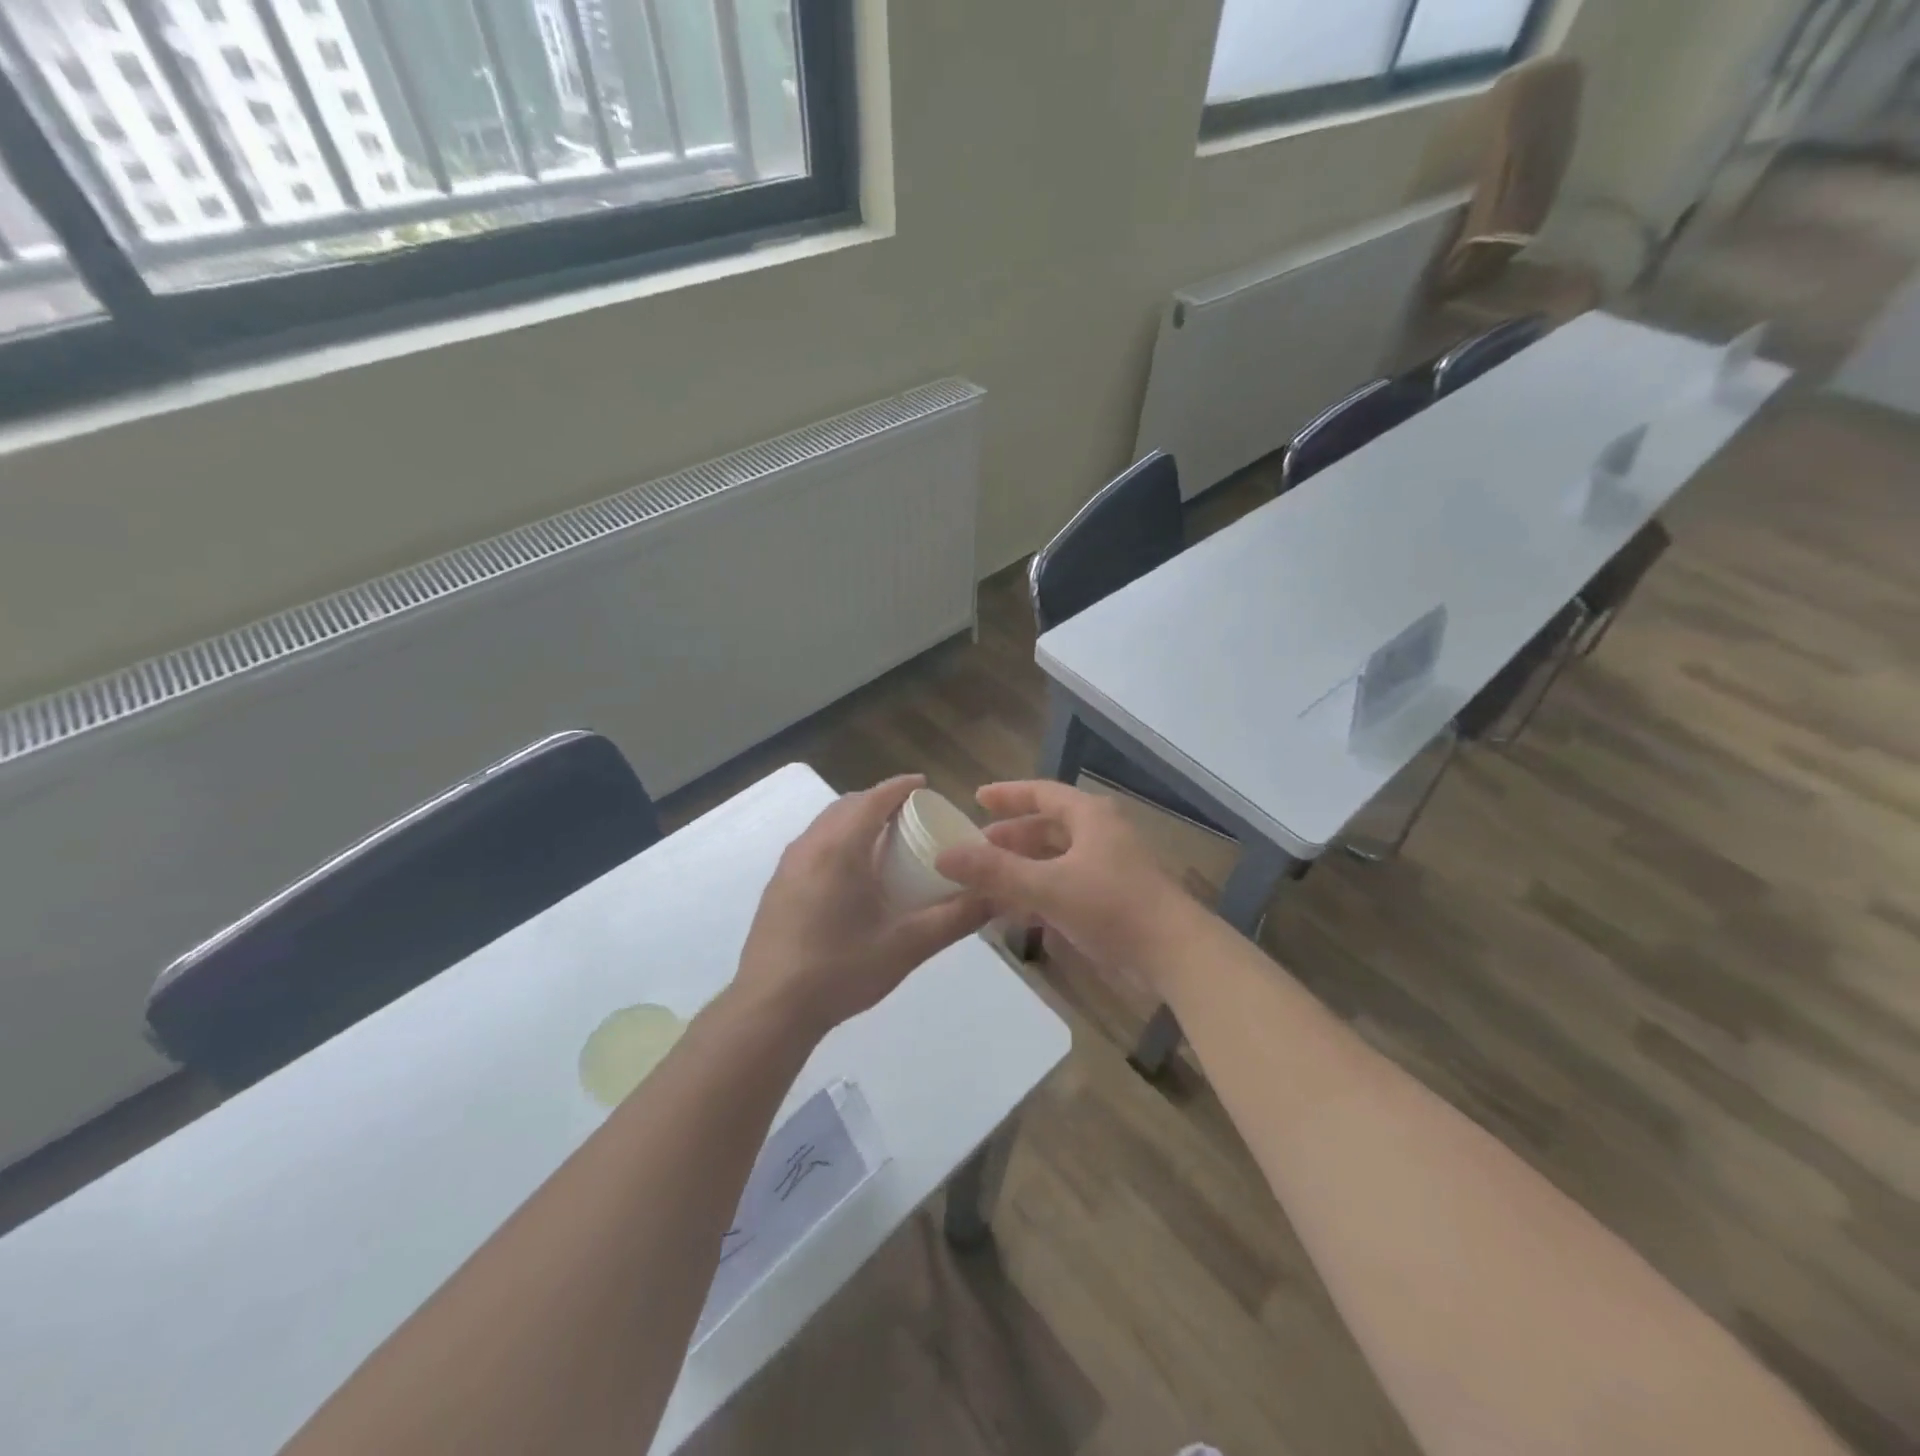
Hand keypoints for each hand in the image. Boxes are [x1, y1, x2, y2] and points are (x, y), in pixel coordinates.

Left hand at [733, 775, 990, 1040]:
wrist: (771, 1008)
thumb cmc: (841, 969)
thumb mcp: (907, 945)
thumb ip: (955, 918)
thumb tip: (996, 897)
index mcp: (841, 848)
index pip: (874, 798)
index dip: (901, 787)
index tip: (925, 785)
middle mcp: (810, 845)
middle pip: (848, 805)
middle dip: (879, 801)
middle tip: (910, 817)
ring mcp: (787, 866)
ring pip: (826, 825)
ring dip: (855, 821)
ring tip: (883, 843)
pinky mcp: (777, 887)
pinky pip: (813, 846)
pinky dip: (837, 841)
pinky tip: (851, 876)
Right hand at [935, 780, 1200, 987]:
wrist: (1175, 954)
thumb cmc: (1112, 906)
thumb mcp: (1047, 887)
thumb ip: (995, 872)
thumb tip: (944, 855)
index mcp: (1090, 817)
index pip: (1042, 793)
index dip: (1008, 795)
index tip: (976, 798)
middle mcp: (1100, 834)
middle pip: (1048, 827)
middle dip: (1012, 837)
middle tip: (977, 847)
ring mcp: (1109, 868)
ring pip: (1056, 859)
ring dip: (1023, 868)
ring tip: (988, 882)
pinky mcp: (1113, 899)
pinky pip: (1066, 886)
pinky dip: (1040, 893)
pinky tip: (1017, 912)